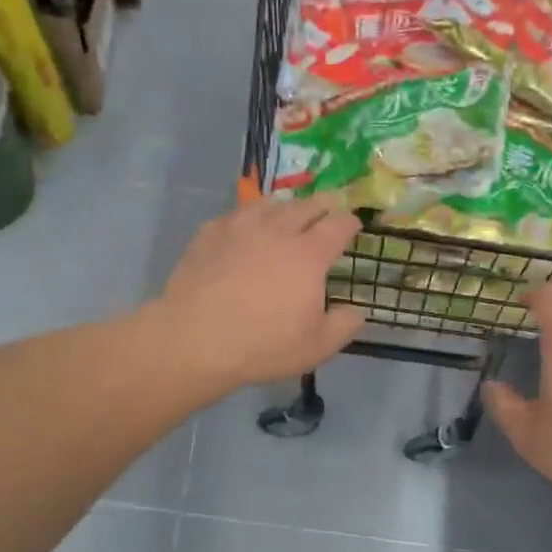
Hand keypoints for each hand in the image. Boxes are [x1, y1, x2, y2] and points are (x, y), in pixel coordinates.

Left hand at [157, 196, 365, 387]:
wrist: (195, 339)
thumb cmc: (262, 346)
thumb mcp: (316, 347)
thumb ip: (344, 325)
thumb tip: (357, 310)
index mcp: (309, 254)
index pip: (339, 224)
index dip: (350, 222)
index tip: (354, 225)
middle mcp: (277, 230)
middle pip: (307, 205)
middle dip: (323, 205)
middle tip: (328, 211)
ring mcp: (240, 227)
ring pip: (270, 203)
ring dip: (286, 207)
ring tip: (287, 215)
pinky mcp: (209, 233)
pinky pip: (237, 214)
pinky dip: (250, 218)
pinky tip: (245, 230)